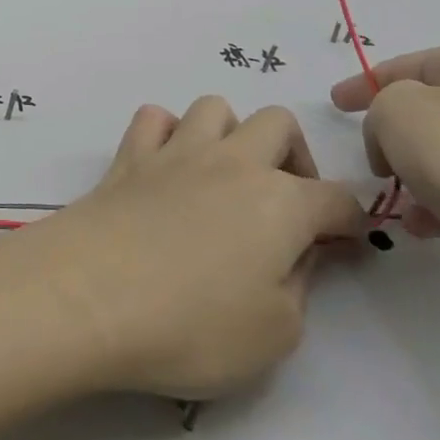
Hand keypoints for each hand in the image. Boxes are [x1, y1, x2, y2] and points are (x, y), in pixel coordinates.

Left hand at [9, 96, 365, 400]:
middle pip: (277, 123)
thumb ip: (299, 284)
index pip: (337, 198)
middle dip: (294, 157)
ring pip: (213, 107)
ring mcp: (174, 152)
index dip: (349, 222)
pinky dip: (166, 132)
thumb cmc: (192, 326)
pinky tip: (166, 167)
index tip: (345, 247)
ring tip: (224, 179)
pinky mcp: (128, 156)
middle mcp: (231, 162)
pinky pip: (153, 118)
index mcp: (280, 204)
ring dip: (229, 134)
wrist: (89, 294)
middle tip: (285, 206)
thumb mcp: (276, 332)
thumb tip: (299, 252)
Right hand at [330, 41, 439, 293]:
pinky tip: (428, 227)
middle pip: (433, 108)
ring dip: (419, 173)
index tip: (336, 105)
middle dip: (396, 134)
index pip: (405, 65)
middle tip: (374, 156)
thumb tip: (399, 136)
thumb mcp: (393, 112)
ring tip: (400, 202)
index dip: (363, 84)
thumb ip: (379, 109)